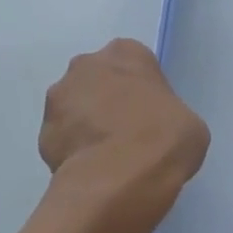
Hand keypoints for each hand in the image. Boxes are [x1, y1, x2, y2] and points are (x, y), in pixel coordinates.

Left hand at [39, 39, 208, 232]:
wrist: (118, 178)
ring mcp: (58, 98)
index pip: (134, 63)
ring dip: (86, 125)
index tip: (151, 114)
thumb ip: (168, 115)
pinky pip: (62, 139)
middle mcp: (85, 65)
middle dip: (107, 101)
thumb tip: (154, 129)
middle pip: (98, 80)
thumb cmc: (164, 140)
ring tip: (108, 157)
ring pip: (74, 108)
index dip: (143, 89)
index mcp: (125, 53)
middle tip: (128, 134)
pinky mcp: (42, 133)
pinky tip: (92, 171)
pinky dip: (73, 152)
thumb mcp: (189, 124)